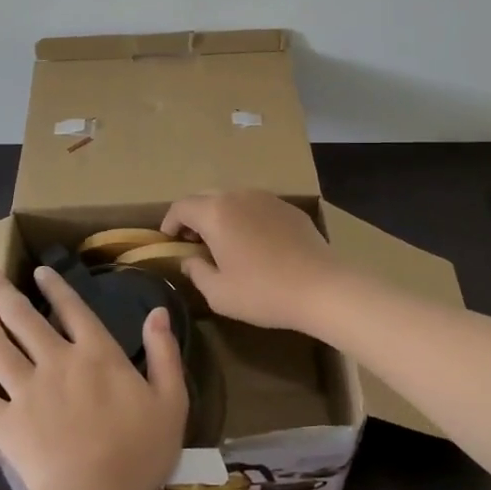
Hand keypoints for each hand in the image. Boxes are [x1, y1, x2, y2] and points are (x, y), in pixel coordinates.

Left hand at [0, 268, 187, 489]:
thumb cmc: (138, 450)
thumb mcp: (171, 400)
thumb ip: (164, 353)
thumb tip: (157, 313)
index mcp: (97, 353)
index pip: (73, 309)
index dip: (55, 287)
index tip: (38, 271)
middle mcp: (57, 361)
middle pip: (25, 320)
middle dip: (5, 295)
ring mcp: (27, 390)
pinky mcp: (6, 422)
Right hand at [161, 190, 353, 333]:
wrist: (321, 286)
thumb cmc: (263, 292)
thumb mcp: (219, 293)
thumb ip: (196, 272)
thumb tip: (189, 260)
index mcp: (215, 213)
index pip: (181, 207)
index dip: (169, 222)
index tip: (169, 240)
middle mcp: (238, 196)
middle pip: (205, 197)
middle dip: (193, 216)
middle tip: (192, 242)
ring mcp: (266, 198)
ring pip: (232, 199)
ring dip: (220, 215)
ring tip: (222, 242)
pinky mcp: (288, 207)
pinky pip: (256, 206)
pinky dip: (245, 218)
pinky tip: (254, 243)